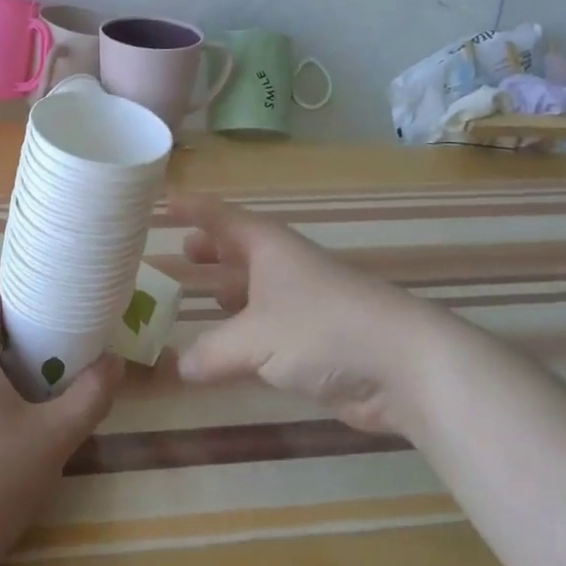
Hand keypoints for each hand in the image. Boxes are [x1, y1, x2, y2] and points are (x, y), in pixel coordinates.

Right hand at [171, 194, 434, 433]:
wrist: (402, 364)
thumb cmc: (321, 329)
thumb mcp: (255, 338)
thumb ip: (213, 351)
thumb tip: (180, 365)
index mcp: (267, 247)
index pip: (220, 216)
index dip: (192, 208)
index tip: (163, 199)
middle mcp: (282, 267)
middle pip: (239, 249)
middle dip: (210, 250)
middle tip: (178, 252)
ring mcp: (301, 304)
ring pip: (253, 290)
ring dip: (226, 292)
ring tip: (194, 297)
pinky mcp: (315, 341)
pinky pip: (266, 329)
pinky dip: (243, 335)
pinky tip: (227, 352)